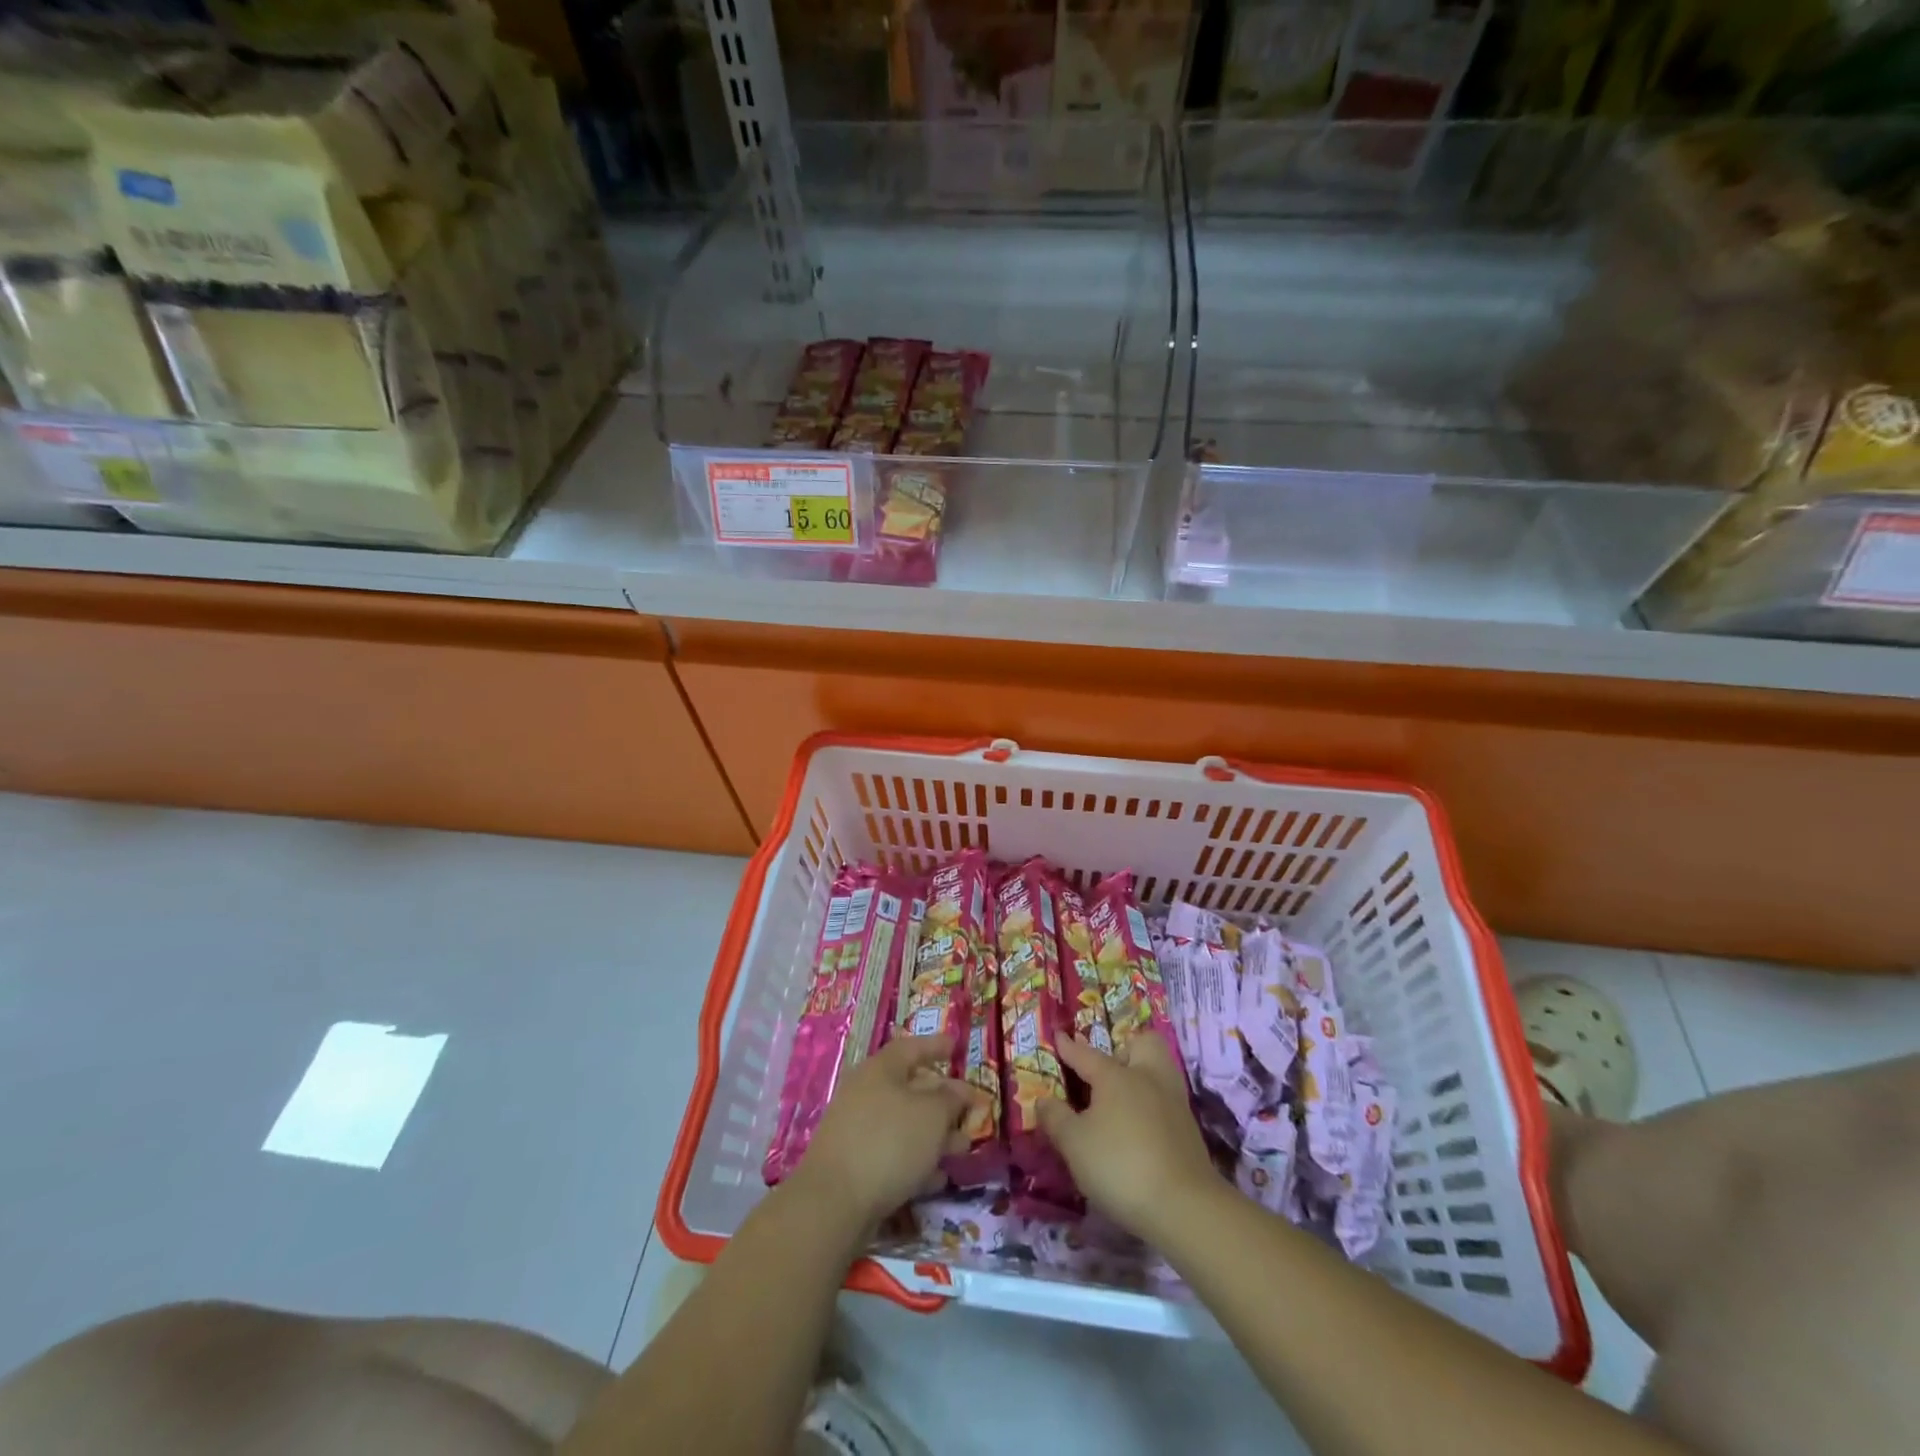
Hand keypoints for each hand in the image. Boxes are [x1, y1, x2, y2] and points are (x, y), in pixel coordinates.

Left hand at [791, 1035, 983, 1229]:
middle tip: (970, 1110)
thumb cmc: (889, 1142)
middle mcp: (866, 1092)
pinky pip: (893, 1153)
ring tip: (962, 1148)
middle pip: (910, 1087)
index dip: (936, 1046)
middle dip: (943, 1100)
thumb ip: (951, 1099)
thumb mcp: (932, 1115)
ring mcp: (857, 1129)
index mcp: (881, 1069)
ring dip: (935, 1134)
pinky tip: (937, 1178)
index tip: (956, 1046)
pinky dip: (917, 1160)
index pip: (912, 1047)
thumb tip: (959, 1091)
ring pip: (904, 1123)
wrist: (833, 1202)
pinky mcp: (854, 1164)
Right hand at [1037, 1032, 1217, 1244]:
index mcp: (1116, 1076)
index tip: (1059, 1035)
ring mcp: (1173, 1102)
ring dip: (1143, 1075)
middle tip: (1108, 1072)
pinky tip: (1141, 1127)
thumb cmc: (1120, 1165)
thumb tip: (1043, 1100)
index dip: (1069, 1046)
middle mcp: (1147, 1078)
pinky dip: (1153, 1105)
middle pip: (1143, 1045)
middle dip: (1125, 1050)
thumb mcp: (1074, 1144)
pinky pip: (1168, 1100)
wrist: (1184, 1206)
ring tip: (1124, 1098)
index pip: (1086, 1054)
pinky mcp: (1189, 1129)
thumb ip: (1056, 1118)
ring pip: (1161, 1069)